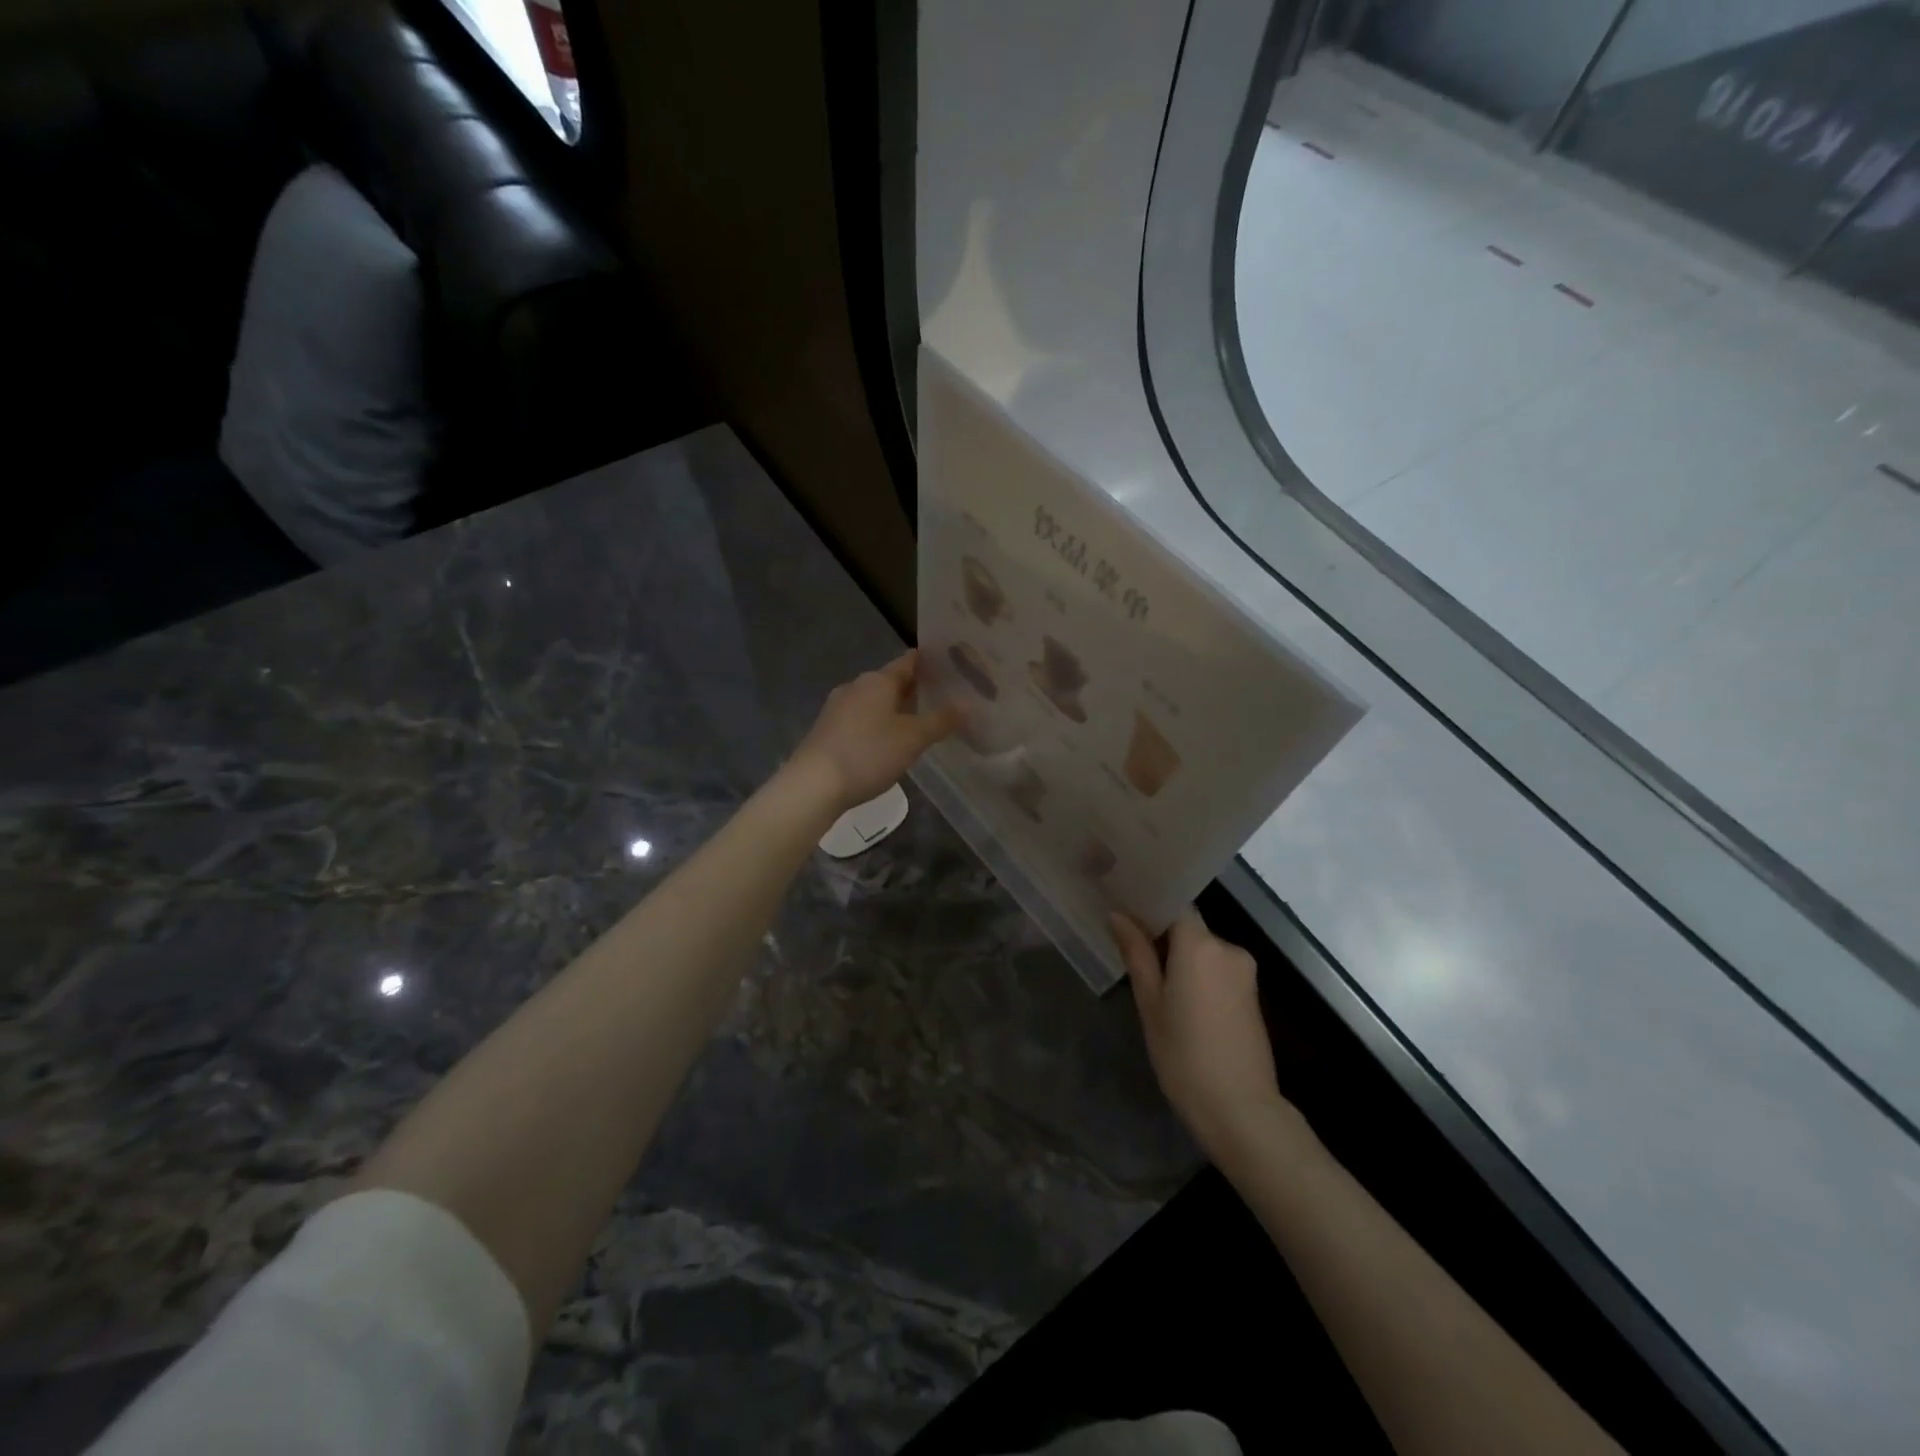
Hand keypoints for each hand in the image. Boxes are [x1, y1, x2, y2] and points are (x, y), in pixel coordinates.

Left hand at [787, 651, 961, 816]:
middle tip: (946, 697)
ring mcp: (838, 708)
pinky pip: (862, 718)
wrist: (814, 784)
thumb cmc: (868, 754)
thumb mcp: (913, 739)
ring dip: (897, 708)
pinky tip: (890, 741)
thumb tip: (967, 704)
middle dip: (916, 688)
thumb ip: (941, 720)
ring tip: (922, 721)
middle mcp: (856, 686)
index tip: (952, 665)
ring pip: (876, 701)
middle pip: (892, 681)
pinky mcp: (828, 730)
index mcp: (877, 680)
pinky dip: (880, 723)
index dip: (931, 662)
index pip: (909, 661)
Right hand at [1112, 907, 1289, 1164]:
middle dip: (1162, 937)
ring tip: (1152, 982)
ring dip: (1180, 959)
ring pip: (1203, 950)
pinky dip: (1198, 975)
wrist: (1240, 1109)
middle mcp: (1228, 948)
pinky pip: (1218, 969)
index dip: (1150, 906)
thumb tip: (1118, 915)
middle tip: (1129, 952)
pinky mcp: (1251, 993)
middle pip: (1189, 928)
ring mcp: (1245, 971)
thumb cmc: (1184, 1055)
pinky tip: (1180, 1000)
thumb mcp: (1150, 1003)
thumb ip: (1136, 954)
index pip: (1175, 905)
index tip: (1124, 912)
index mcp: (1200, 944)